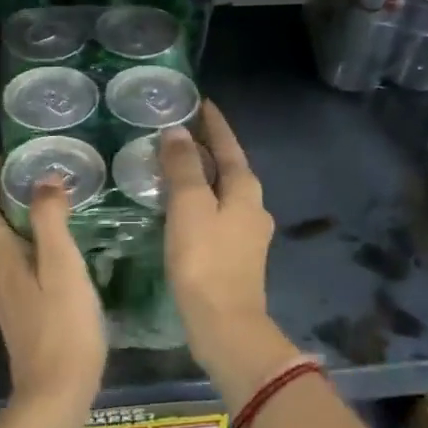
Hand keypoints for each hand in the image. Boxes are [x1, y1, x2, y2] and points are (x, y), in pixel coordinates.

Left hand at [0, 160, 106, 416]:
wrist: (56, 392)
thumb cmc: (63, 326)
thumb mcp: (62, 267)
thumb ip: (50, 220)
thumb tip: (43, 179)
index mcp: (0, 258)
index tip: (8, 156)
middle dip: (4, 195)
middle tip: (37, 173)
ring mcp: (6, 296)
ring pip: (3, 246)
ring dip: (17, 219)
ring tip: (50, 202)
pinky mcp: (20, 312)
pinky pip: (17, 264)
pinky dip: (29, 243)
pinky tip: (58, 247)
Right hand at [159, 104, 305, 408]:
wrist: (225, 325)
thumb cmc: (205, 261)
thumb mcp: (189, 207)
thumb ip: (183, 168)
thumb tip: (177, 132)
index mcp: (246, 190)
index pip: (228, 145)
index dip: (214, 124)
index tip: (200, 102)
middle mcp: (253, 207)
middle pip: (228, 167)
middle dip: (207, 148)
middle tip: (178, 131)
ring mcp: (247, 234)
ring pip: (223, 192)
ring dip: (202, 175)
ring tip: (174, 165)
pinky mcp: (236, 256)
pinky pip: (216, 214)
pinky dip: (200, 201)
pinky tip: (180, 208)